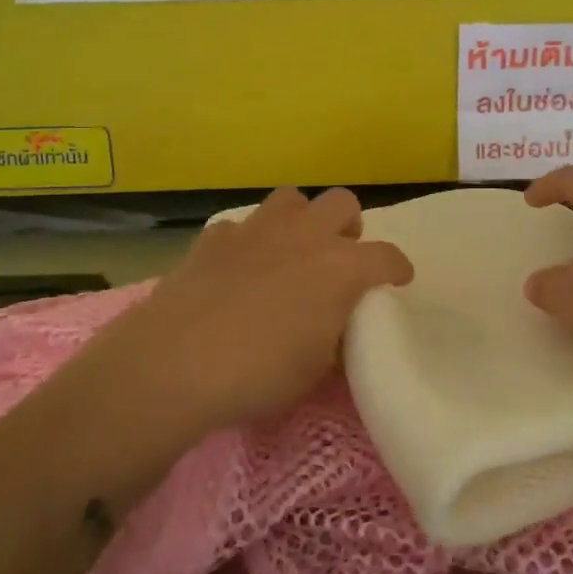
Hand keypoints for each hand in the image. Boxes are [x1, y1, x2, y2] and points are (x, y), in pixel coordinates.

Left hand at [110, 187, 412, 436]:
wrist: (175, 364)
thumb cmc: (258, 374)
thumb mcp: (314, 370)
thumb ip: (332, 337)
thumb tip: (332, 327)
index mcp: (340, 268)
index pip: (386, 257)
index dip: (396, 268)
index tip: (397, 280)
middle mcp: (304, 236)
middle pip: (343, 203)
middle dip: (348, 226)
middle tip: (339, 256)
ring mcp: (257, 230)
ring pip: (291, 199)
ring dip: (300, 220)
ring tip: (291, 251)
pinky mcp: (214, 237)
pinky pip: (241, 227)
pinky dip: (247, 242)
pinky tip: (238, 269)